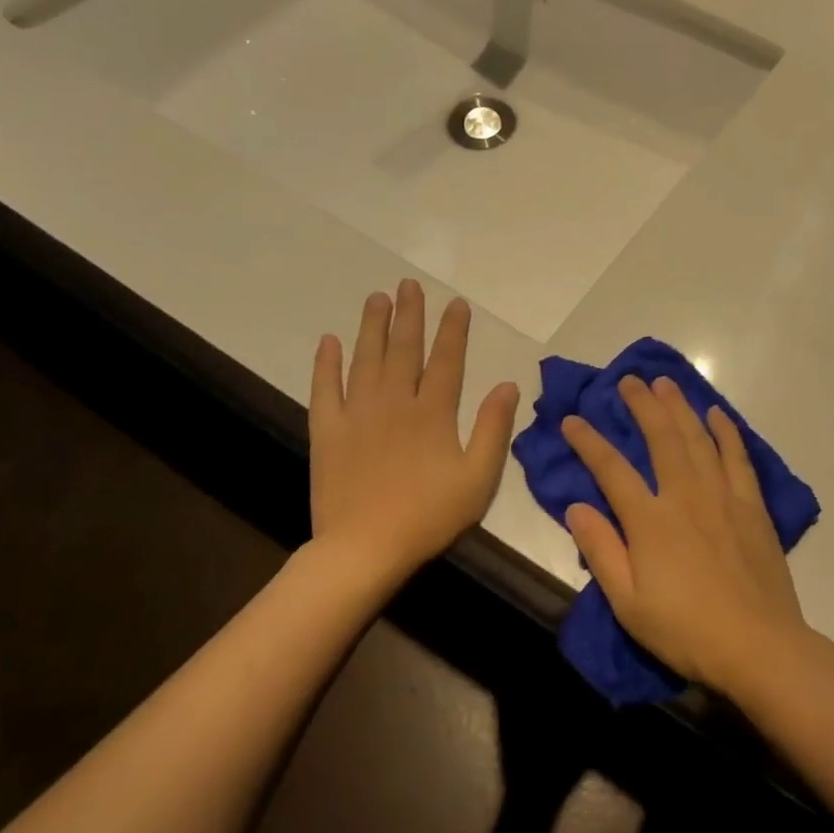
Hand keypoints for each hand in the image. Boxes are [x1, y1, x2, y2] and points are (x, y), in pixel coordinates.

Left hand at [309, 281, 519, 587]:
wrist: (365, 548)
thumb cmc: (429, 516)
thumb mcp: (478, 478)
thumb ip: (493, 428)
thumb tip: (508, 385)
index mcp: (433, 413)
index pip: (447, 360)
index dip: (453, 330)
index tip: (456, 303)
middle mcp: (395, 402)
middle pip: (404, 349)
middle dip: (409, 315)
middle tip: (409, 284)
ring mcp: (357, 414)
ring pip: (366, 359)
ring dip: (372, 326)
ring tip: (377, 298)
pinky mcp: (328, 432)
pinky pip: (325, 389)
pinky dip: (326, 363)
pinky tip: (328, 341)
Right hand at [560, 376, 804, 696]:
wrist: (758, 645)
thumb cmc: (686, 630)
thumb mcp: (628, 602)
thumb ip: (601, 550)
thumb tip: (577, 506)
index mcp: (650, 520)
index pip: (611, 470)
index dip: (589, 442)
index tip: (572, 420)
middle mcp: (686, 496)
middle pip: (661, 438)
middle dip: (641, 406)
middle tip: (628, 380)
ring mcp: (723, 496)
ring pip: (698, 438)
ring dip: (680, 407)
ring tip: (666, 383)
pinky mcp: (752, 505)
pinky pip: (738, 457)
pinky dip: (727, 432)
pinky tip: (717, 415)